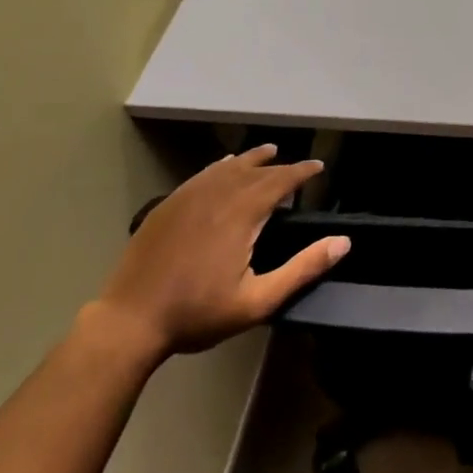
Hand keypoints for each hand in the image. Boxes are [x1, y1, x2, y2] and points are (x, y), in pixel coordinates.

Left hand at [95, 146, 348, 359]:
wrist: (129, 321)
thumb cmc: (197, 313)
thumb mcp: (257, 300)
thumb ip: (302, 269)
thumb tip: (343, 242)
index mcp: (242, 214)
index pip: (280, 180)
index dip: (302, 172)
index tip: (319, 167)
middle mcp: (217, 195)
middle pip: (256, 170)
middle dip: (280, 166)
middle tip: (297, 168)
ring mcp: (188, 197)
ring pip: (228, 167)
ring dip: (251, 159)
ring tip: (267, 151)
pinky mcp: (168, 205)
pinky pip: (202, 175)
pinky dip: (221, 167)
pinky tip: (223, 168)